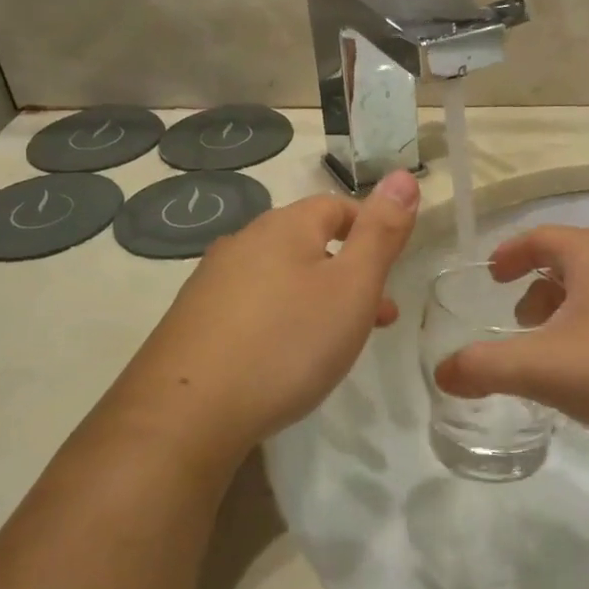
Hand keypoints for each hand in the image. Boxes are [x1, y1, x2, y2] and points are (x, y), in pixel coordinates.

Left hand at [103, 170, 419, 473]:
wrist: (187, 412)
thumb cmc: (287, 343)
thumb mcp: (352, 286)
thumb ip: (381, 233)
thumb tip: (402, 176)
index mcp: (283, 226)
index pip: (336, 206)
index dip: (370, 229)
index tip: (393, 269)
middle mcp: (243, 242)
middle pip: (308, 242)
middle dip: (348, 272)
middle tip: (378, 317)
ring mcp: (212, 282)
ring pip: (280, 277)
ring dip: (316, 298)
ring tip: (336, 344)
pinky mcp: (194, 321)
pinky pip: (252, 307)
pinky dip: (281, 320)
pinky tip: (283, 358)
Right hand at [433, 226, 588, 454]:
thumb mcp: (548, 368)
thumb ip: (488, 367)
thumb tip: (443, 372)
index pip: (540, 237)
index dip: (510, 253)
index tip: (492, 275)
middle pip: (575, 263)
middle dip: (541, 290)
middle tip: (522, 323)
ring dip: (575, 314)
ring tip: (562, 356)